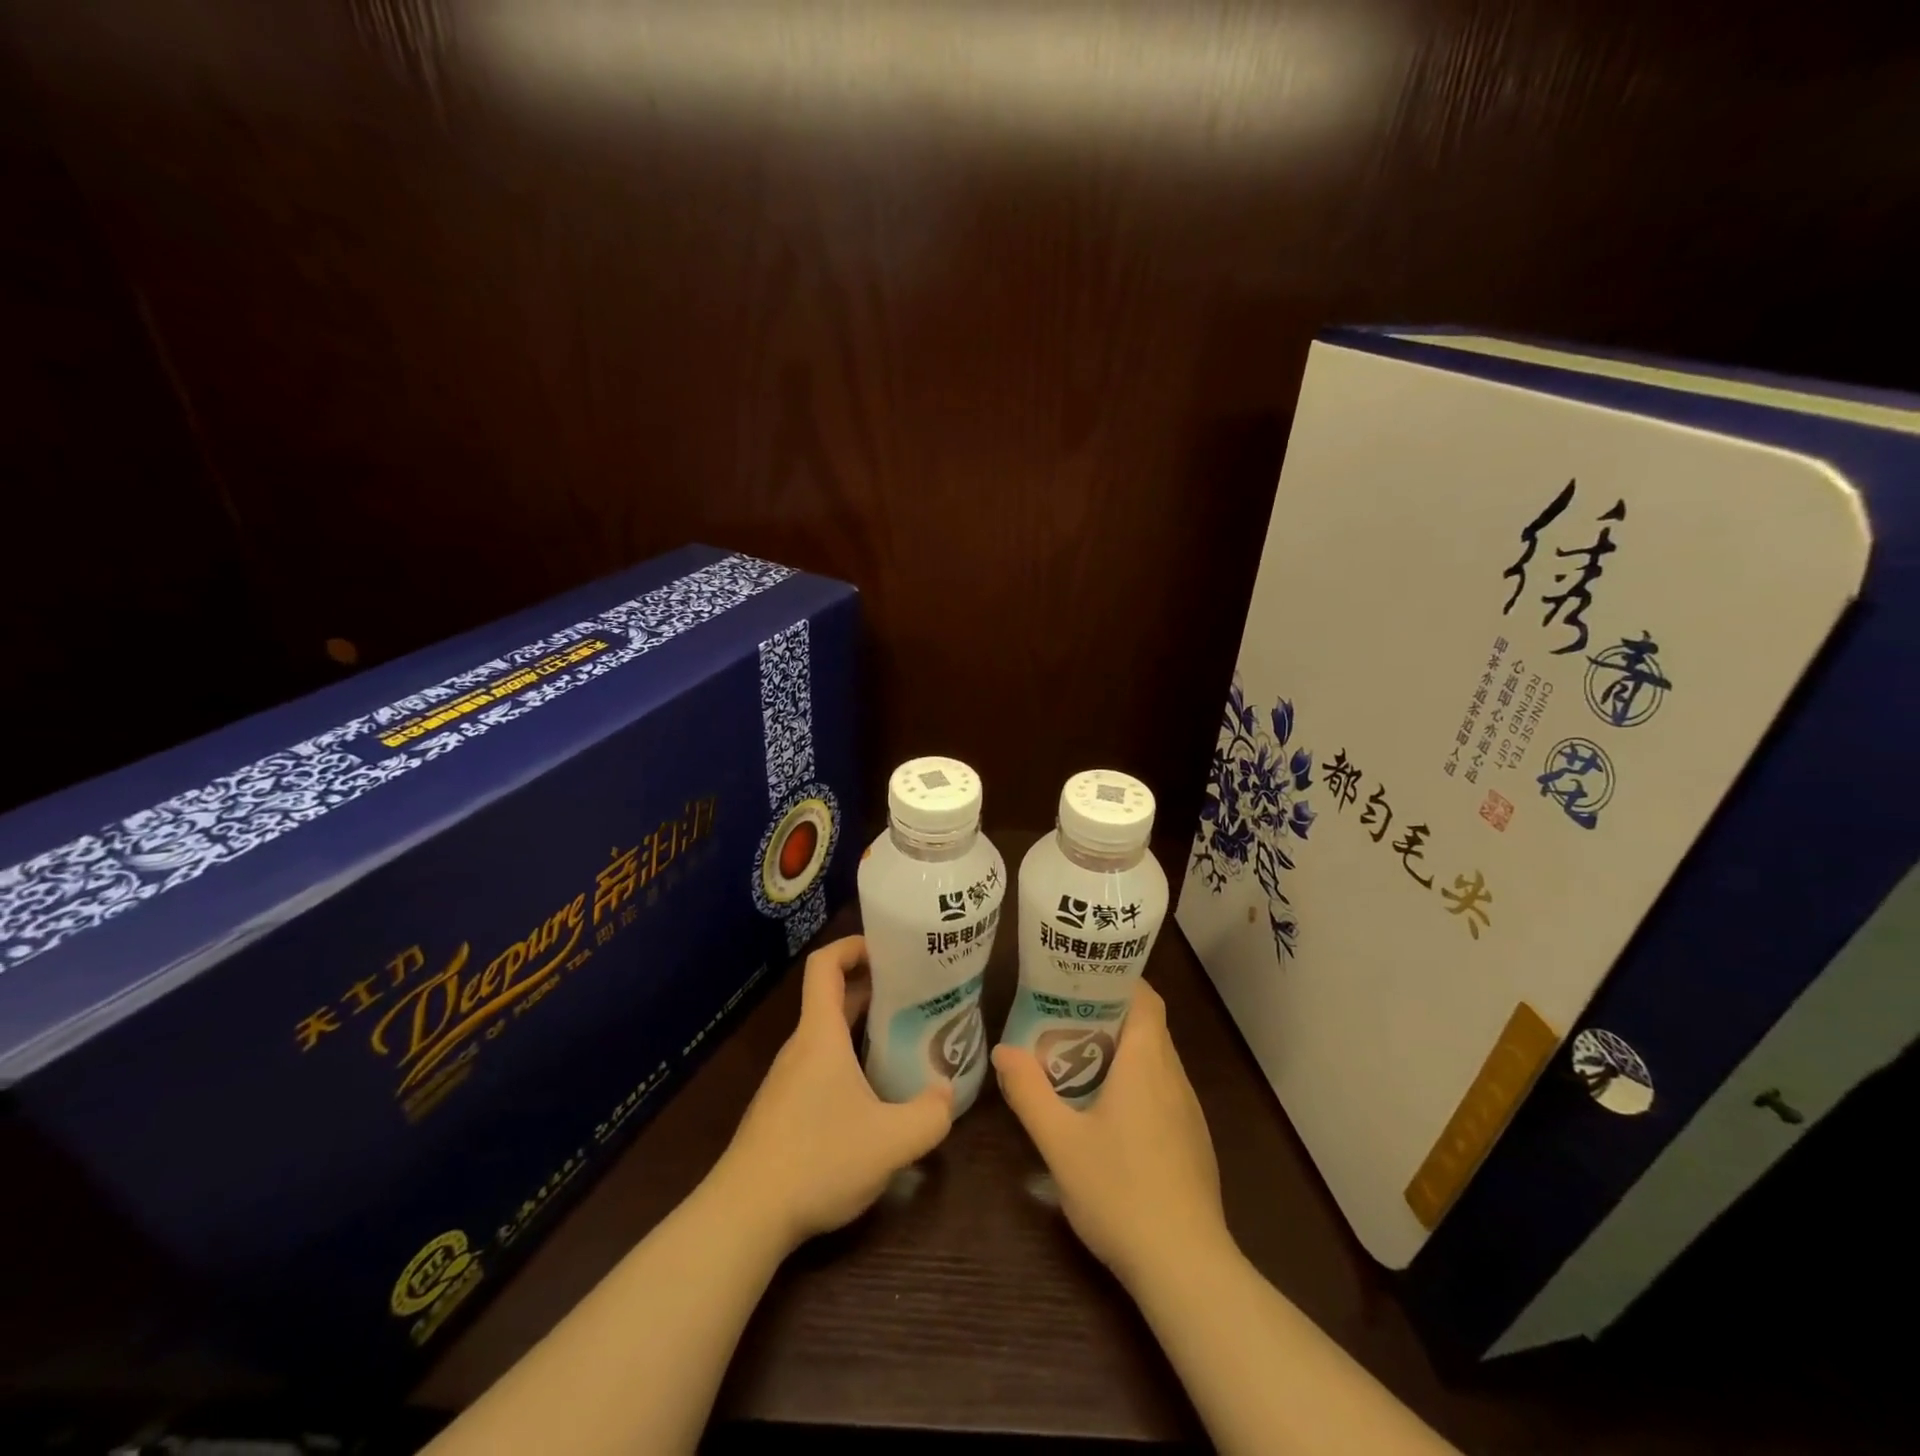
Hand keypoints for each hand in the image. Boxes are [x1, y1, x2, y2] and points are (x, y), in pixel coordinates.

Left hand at [717, 936, 954, 1250]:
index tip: (889, 947)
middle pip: (833, 998)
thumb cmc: (817, 1160)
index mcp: (820, 1035)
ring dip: (862, 1027)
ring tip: (904, 1039)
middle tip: (916, 993)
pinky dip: (849, 1060)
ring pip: (828, 1036)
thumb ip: (930, 1115)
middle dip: (873, 987)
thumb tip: (946, 1093)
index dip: (853, 945)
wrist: (744, 1217)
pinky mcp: (784, 1110)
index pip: (825, 965)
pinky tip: (874, 1094)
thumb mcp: (891, 1142)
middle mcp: (801, 1048)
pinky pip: (820, 1066)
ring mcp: (788, 1080)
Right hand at [993, 980, 1230, 1289]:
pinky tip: (1107, 1112)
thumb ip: (1029, 1093)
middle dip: (1108, 1014)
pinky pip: (1163, 1091)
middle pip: (1147, 1025)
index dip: (1118, 979)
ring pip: (1156, 1060)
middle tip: (1062, 1016)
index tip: (1081, 978)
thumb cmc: (1121, 1192)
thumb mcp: (1060, 1142)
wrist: (1186, 1267)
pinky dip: (1136, 1082)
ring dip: (1121, 1050)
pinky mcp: (1192, 1141)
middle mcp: (1174, 1077)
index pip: (1145, 998)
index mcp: (1147, 1062)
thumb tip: (1002, 1051)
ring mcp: (1188, 1111)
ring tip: (1076, 1057)